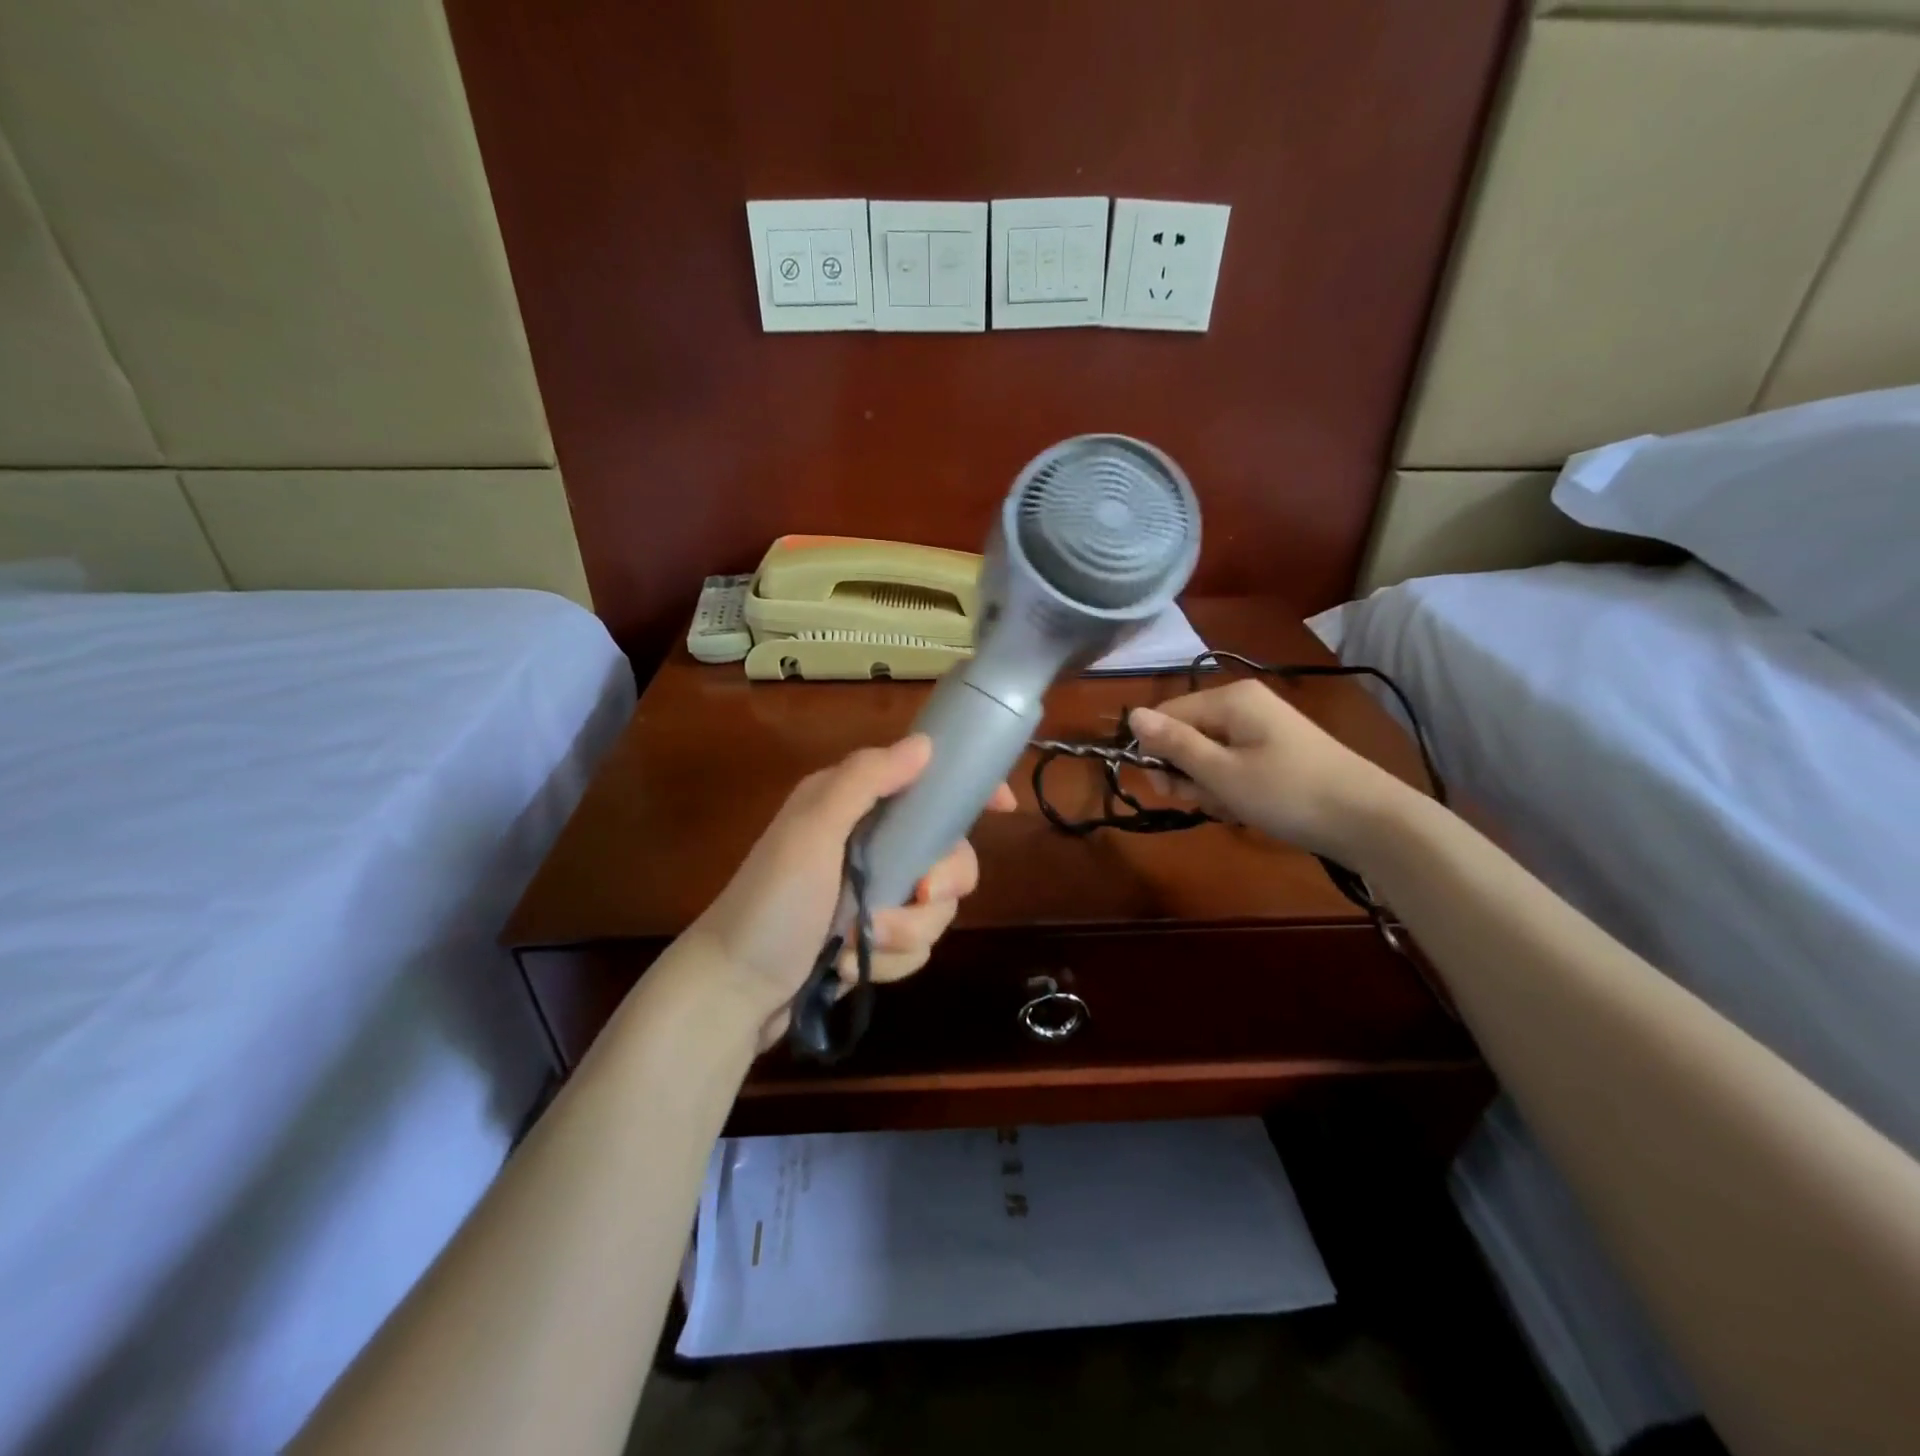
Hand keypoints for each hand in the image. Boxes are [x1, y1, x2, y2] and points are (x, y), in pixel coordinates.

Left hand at [687, 735, 1015, 1048]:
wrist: (733, 991)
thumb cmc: (771, 903)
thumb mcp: (812, 831)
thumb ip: (865, 782)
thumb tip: (924, 744)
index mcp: (855, 806)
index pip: (925, 783)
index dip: (967, 791)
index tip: (1004, 808)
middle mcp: (870, 844)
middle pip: (948, 853)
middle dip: (941, 884)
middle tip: (921, 897)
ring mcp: (875, 894)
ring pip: (937, 908)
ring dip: (906, 932)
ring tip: (861, 943)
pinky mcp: (875, 938)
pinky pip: (917, 945)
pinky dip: (890, 960)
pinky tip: (851, 967)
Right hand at [1129, 680, 1402, 859]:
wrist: (1369, 820)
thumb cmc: (1287, 793)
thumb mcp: (1221, 772)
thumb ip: (1174, 743)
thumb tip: (1131, 714)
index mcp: (1229, 699)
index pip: (1166, 715)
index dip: (1157, 752)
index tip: (1168, 790)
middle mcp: (1244, 704)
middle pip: (1187, 734)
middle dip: (1187, 772)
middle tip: (1206, 801)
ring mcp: (1263, 727)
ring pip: (1209, 754)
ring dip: (1209, 785)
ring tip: (1233, 808)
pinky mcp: (1277, 751)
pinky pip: (1234, 764)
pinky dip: (1232, 788)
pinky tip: (1247, 807)